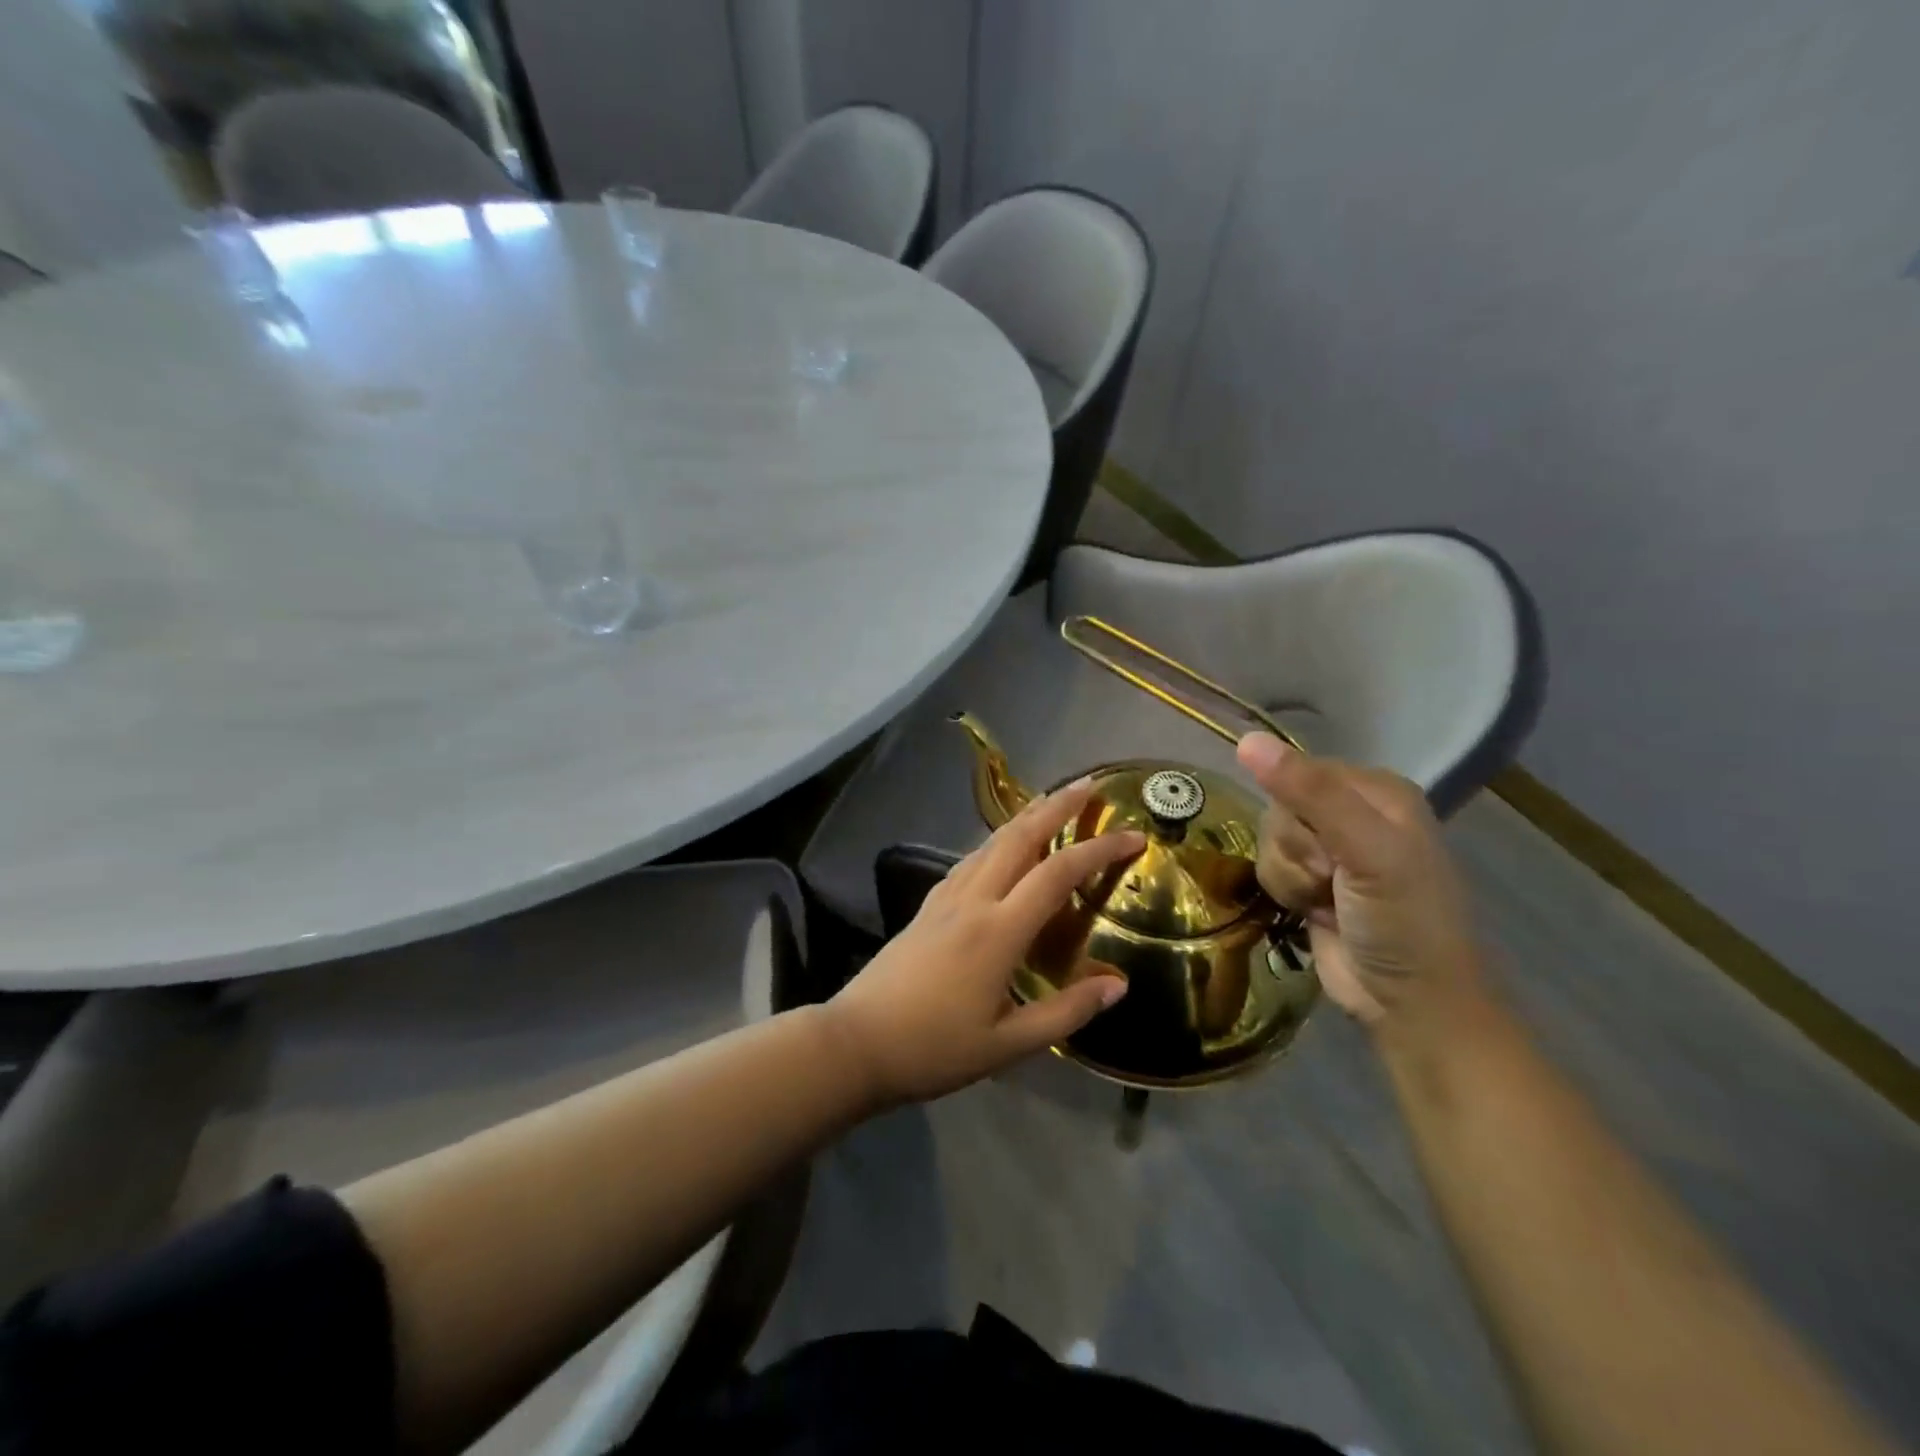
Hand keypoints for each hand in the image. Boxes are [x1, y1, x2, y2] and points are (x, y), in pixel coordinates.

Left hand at [825, 780, 1143, 1106]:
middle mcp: (973, 900)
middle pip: (1019, 836)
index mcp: (998, 930)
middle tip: (1089, 785)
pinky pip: (970, 859)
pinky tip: (1002, 848)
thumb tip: (1118, 985)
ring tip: (1052, 803)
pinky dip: (997, 841)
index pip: (1058, 873)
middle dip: (1056, 806)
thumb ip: (1066, 1012)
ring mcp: (945, 898)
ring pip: (991, 842)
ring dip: (1025, 817)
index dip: (1099, 849)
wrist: (856, 1043)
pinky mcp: (927, 906)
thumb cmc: (934, 1048)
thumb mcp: (1008, 1044)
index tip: (1134, 836)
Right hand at [1237, 733, 1482, 1030]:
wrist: (1410, 1003)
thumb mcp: (1366, 850)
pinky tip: (1313, 911)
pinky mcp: (1310, 881)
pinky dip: (1284, 890)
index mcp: (1377, 790)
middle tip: (1332, 878)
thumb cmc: (1403, 920)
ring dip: (1288, 875)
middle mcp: (1352, 812)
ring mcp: (1330, 850)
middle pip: (1279, 806)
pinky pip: (1268, 865)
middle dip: (1295, 848)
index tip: (1329, 848)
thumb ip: (1310, 793)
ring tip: (1324, 900)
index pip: (1300, 771)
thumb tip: (1247, 741)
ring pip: (1269, 838)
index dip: (1299, 810)